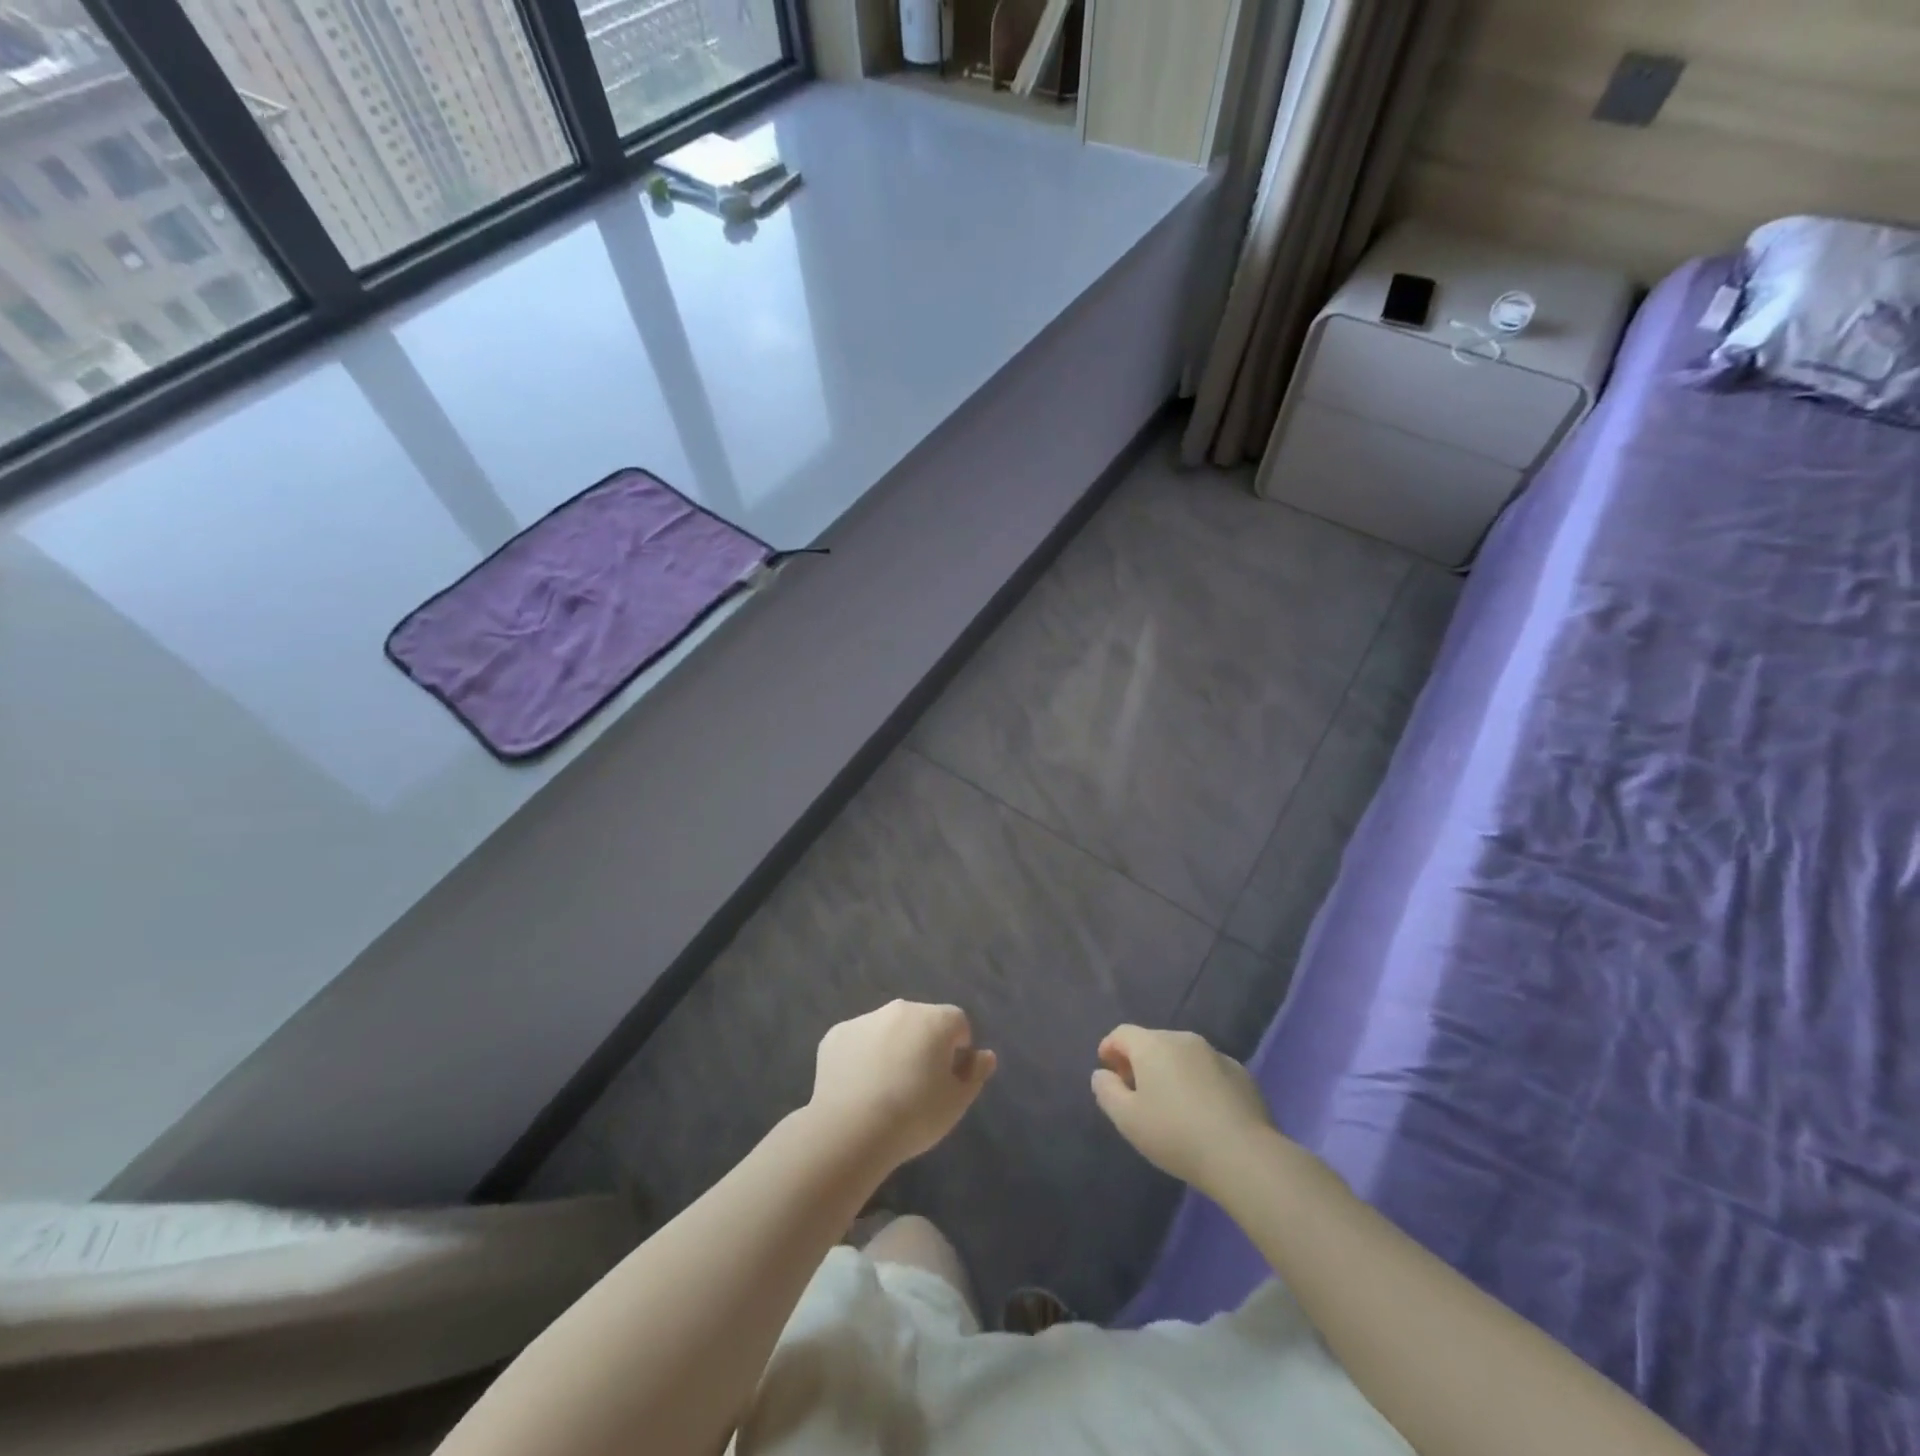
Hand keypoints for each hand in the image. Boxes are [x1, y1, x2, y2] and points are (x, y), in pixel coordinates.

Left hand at [807, 1001, 996, 1171]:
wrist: (850, 1130)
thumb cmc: (914, 1116)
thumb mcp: (957, 1102)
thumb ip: (975, 1074)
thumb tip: (984, 1055)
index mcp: (934, 1019)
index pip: (958, 1023)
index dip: (957, 1051)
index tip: (946, 1081)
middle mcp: (900, 1009)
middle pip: (921, 1021)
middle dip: (923, 1045)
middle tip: (916, 1086)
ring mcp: (865, 1019)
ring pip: (888, 1029)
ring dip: (892, 1048)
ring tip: (884, 1091)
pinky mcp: (836, 1034)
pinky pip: (858, 1041)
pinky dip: (861, 1057)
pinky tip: (857, 1089)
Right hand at [1091, 1026, 1276, 1192]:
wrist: (1243, 1155)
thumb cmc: (1176, 1134)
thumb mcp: (1127, 1120)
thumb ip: (1106, 1092)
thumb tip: (1102, 1074)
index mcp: (1153, 1045)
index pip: (1122, 1033)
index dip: (1110, 1048)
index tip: (1107, 1071)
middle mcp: (1183, 1039)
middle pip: (1153, 1042)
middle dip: (1140, 1061)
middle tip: (1136, 1093)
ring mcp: (1216, 1054)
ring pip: (1183, 1055)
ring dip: (1171, 1071)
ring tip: (1171, 1105)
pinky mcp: (1242, 1074)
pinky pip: (1208, 1071)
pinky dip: (1198, 1082)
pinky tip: (1203, 1113)